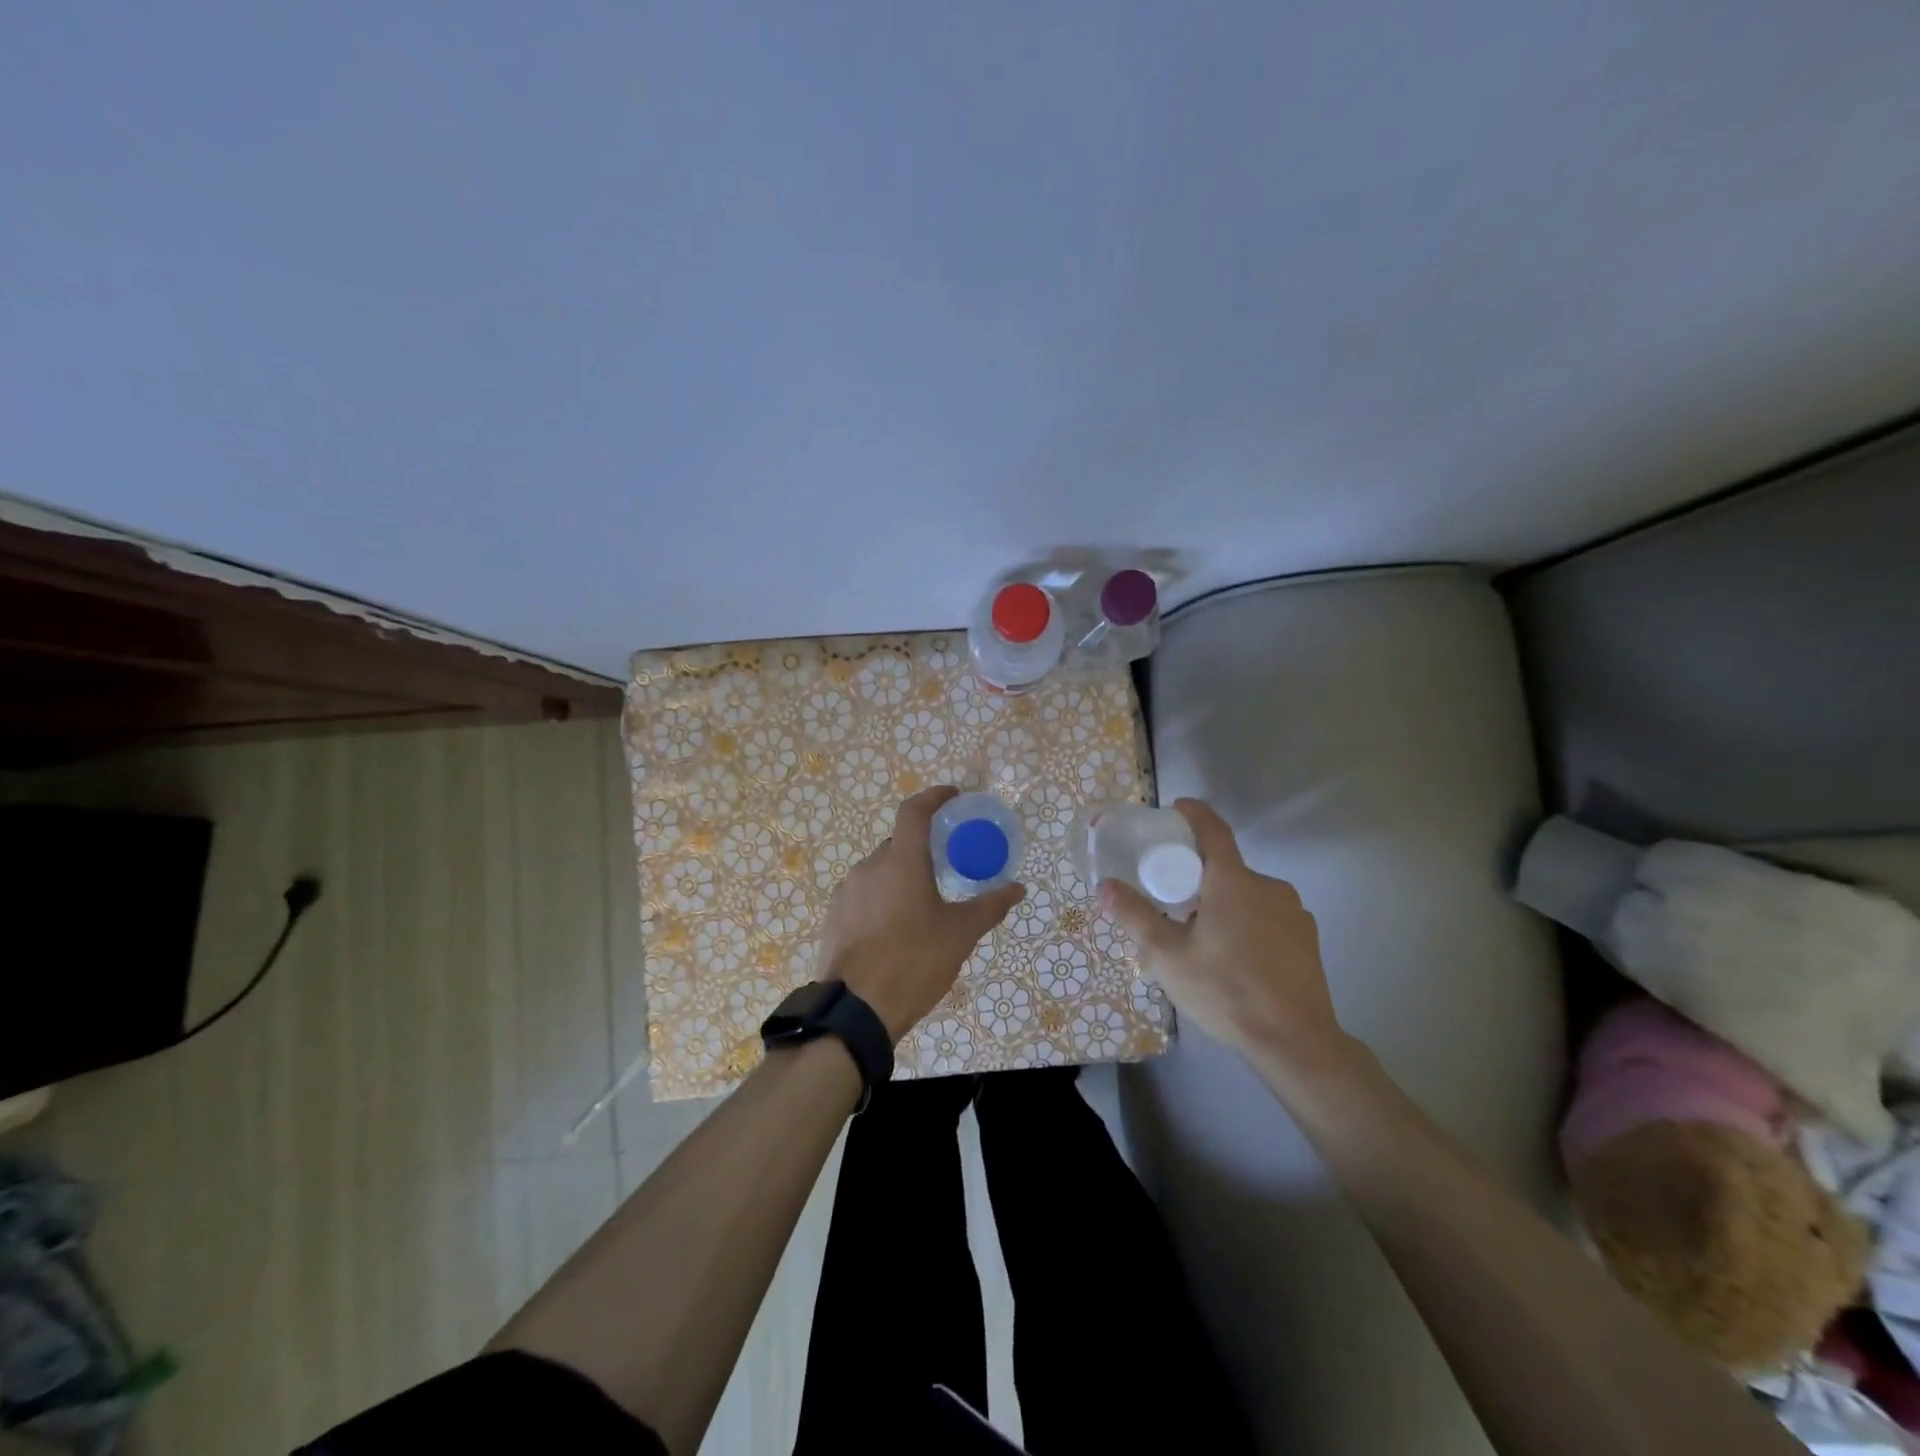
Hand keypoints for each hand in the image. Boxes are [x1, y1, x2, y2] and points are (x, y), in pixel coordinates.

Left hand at [815, 786, 1024, 1041]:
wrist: (855, 1011)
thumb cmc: (914, 963)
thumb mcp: (960, 935)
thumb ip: (990, 906)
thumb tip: (1018, 888)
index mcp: (901, 862)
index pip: (915, 811)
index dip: (934, 797)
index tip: (953, 797)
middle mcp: (869, 867)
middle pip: (898, 844)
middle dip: (921, 850)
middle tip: (944, 869)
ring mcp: (847, 891)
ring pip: (879, 871)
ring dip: (899, 878)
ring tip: (919, 908)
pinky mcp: (834, 915)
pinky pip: (863, 895)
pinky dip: (881, 899)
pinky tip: (893, 929)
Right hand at [1100, 799, 1348, 1074]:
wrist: (1296, 1042)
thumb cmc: (1226, 991)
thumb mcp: (1168, 956)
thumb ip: (1135, 916)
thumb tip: (1105, 886)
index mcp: (1233, 881)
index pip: (1212, 829)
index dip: (1194, 813)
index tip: (1176, 809)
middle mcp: (1268, 886)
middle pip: (1226, 868)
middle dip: (1199, 878)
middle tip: (1174, 906)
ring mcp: (1294, 912)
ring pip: (1247, 895)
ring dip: (1224, 905)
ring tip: (1204, 941)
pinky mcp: (1307, 938)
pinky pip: (1268, 917)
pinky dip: (1247, 924)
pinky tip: (1237, 960)